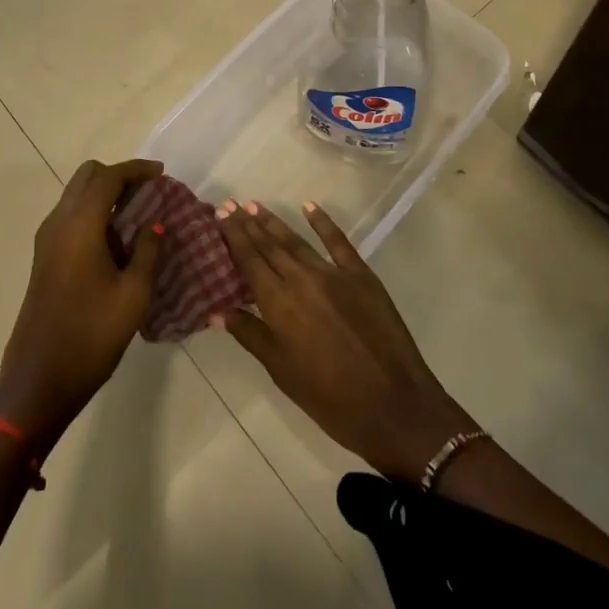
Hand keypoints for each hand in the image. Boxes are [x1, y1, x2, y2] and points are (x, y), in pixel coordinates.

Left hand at [0, 158, 166, 449]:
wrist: (39, 381)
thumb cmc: (91, 336)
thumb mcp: (134, 295)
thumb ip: (148, 251)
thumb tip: (155, 225)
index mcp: (80, 225)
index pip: (108, 177)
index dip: (137, 169)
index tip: (162, 173)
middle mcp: (58, 223)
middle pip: (87, 176)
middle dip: (118, 175)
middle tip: (148, 191)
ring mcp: (46, 240)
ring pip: (76, 194)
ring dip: (104, 193)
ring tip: (138, 212)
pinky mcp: (43, 257)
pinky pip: (70, 215)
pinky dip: (93, 211)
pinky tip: (116, 237)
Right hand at [214, 200, 475, 482]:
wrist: (392, 404)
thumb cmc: (329, 398)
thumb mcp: (281, 371)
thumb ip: (250, 334)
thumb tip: (216, 309)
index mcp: (279, 303)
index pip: (250, 260)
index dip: (234, 236)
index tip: (221, 214)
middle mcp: (302, 279)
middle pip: (270, 245)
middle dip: (248, 224)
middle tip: (231, 204)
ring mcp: (334, 274)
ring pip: (297, 241)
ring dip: (275, 222)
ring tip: (256, 206)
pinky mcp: (361, 275)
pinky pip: (338, 242)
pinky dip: (323, 222)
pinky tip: (309, 206)